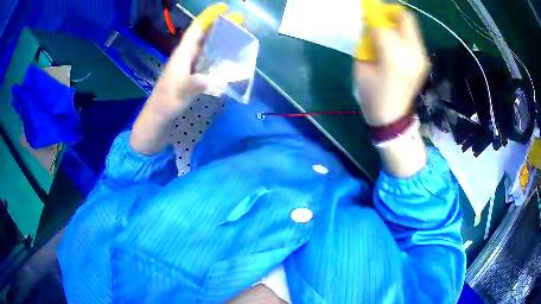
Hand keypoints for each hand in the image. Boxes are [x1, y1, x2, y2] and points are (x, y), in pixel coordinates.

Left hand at [148, 3, 243, 118]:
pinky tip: (228, 56)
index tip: (224, 8)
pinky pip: (207, 56)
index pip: (197, 28)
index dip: (209, 16)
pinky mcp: (191, 72)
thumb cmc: (168, 100)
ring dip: (220, 37)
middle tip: (239, 21)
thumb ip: (195, 84)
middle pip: (204, 33)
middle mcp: (186, 54)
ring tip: (237, 35)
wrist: (160, 113)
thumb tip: (210, 80)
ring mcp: (189, 63)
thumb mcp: (182, 91)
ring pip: (206, 44)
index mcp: (183, 53)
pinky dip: (218, 52)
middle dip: (220, 24)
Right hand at [354, 10, 428, 126]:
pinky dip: (403, 34)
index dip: (371, 17)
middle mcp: (412, 52)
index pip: (382, 24)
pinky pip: (414, 38)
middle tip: (378, 18)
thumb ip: (365, 42)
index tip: (365, 17)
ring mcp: (421, 57)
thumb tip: (368, 25)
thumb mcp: (361, 67)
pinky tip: (395, 44)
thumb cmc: (372, 95)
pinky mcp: (424, 60)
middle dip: (389, 13)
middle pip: (405, 18)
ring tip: (386, 31)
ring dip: (397, 22)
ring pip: (411, 26)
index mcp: (393, 56)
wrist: (393, 118)